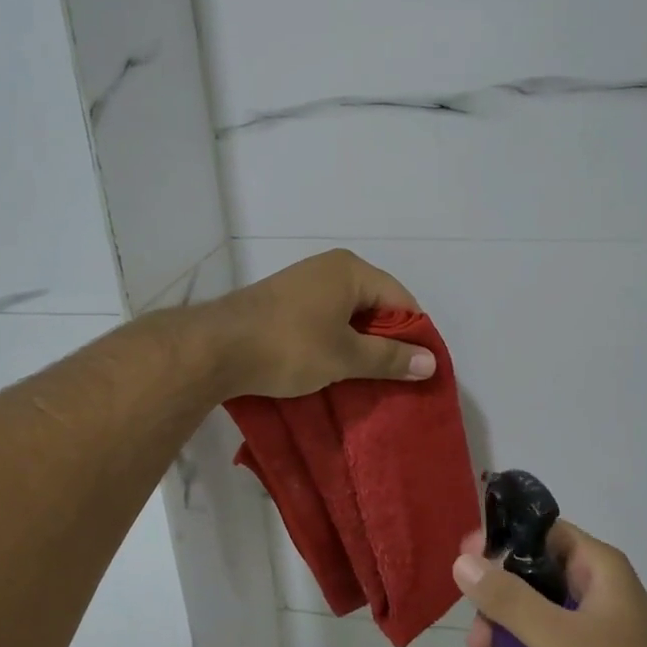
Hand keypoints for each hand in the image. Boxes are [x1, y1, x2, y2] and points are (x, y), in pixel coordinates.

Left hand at [205, 249, 436, 398]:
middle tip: (394, 379)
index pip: (401, 300)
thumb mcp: (345, 357)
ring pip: (348, 315)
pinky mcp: (284, 302)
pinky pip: (324, 319)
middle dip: (386, 342)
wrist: (215, 348)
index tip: (418, 370)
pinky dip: (335, 342)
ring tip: (365, 379)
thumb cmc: (289, 347)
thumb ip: (390, 358)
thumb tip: (431, 363)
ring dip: (359, 345)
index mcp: (351, 270)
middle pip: (375, 305)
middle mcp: (330, 268)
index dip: (415, 336)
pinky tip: (333, 368)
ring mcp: (304, 283)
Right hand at [456, 520, 646, 646]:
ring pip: (532, 615)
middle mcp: (595, 590)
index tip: (465, 562)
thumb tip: (462, 562)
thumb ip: (508, 600)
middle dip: (496, 603)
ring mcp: (592, 629)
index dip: (502, 541)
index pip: (541, 532)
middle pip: (530, 576)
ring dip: (502, 635)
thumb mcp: (559, 639)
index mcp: (598, 568)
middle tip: (476, 636)